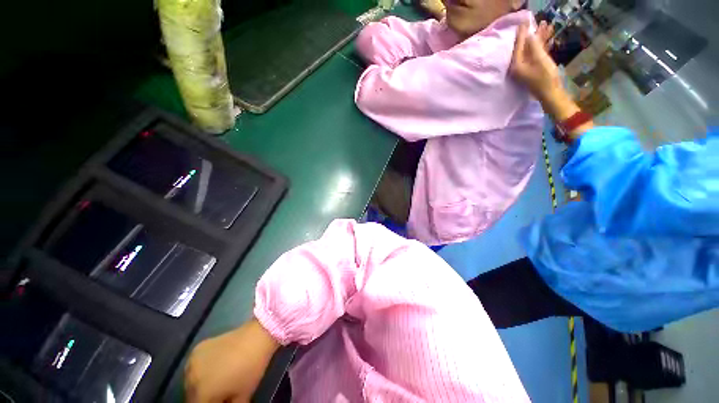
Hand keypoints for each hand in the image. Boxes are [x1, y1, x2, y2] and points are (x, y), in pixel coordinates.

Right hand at [185, 319, 280, 402]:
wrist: (256, 337)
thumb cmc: (251, 368)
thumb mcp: (242, 397)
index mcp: (201, 394)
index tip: (222, 401)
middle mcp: (190, 379)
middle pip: (192, 397)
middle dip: (204, 398)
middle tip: (220, 394)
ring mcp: (192, 361)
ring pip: (190, 382)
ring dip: (200, 386)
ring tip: (217, 382)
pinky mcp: (197, 348)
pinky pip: (193, 367)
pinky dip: (200, 371)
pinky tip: (214, 368)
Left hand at [510, 20, 562, 103]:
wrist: (552, 94)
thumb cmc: (545, 77)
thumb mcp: (540, 59)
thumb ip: (534, 46)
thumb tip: (529, 35)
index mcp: (516, 65)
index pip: (518, 46)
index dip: (523, 33)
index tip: (525, 21)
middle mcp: (518, 67)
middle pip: (525, 47)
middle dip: (534, 34)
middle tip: (542, 22)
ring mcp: (525, 69)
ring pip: (532, 50)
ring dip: (540, 39)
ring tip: (548, 26)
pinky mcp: (533, 70)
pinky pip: (536, 55)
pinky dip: (542, 46)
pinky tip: (549, 38)